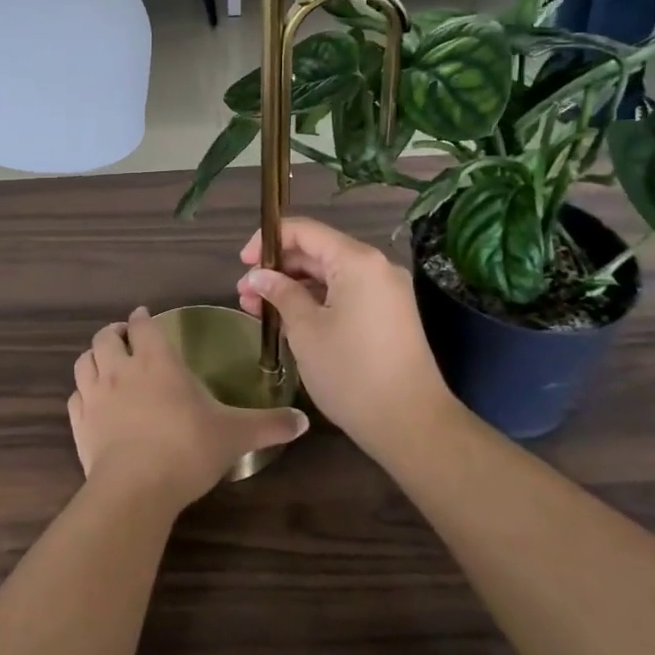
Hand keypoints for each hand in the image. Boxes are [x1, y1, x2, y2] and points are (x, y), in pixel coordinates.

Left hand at [69, 307, 307, 509]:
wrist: (136, 488)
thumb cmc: (187, 448)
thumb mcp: (235, 434)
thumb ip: (268, 425)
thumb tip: (304, 422)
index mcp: (157, 361)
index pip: (143, 326)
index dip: (142, 319)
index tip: (144, 318)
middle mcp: (122, 369)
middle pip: (106, 336)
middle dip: (114, 333)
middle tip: (124, 338)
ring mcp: (96, 395)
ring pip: (84, 361)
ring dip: (94, 356)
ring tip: (104, 362)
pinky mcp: (80, 423)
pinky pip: (74, 397)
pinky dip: (82, 392)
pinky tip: (91, 401)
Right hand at [237, 218, 454, 460]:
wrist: (411, 424)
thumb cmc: (351, 372)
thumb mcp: (306, 330)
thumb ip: (281, 293)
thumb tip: (259, 276)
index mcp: (357, 260)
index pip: (305, 231)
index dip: (268, 240)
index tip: (242, 263)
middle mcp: (375, 266)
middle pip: (317, 252)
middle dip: (278, 270)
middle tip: (245, 294)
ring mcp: (385, 291)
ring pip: (329, 276)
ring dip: (293, 288)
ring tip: (257, 310)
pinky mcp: (387, 314)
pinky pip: (344, 295)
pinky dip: (315, 302)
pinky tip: (287, 320)